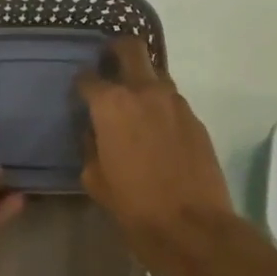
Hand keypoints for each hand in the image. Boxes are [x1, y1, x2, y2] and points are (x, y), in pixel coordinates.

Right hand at [77, 37, 238, 275]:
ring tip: (134, 102)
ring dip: (142, 79)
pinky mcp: (196, 119)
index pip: (89, 78)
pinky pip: (173, 101)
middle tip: (108, 64)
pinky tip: (157, 129)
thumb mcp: (96, 180)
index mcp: (112, 105)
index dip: (82, 83)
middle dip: (116, 50)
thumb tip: (94, 133)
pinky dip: (161, 106)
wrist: (192, 227)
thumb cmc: (134, 206)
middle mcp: (145, 92)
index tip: (80, 92)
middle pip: (131, 48)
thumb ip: (90, 147)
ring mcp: (175, 102)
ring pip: (156, 73)